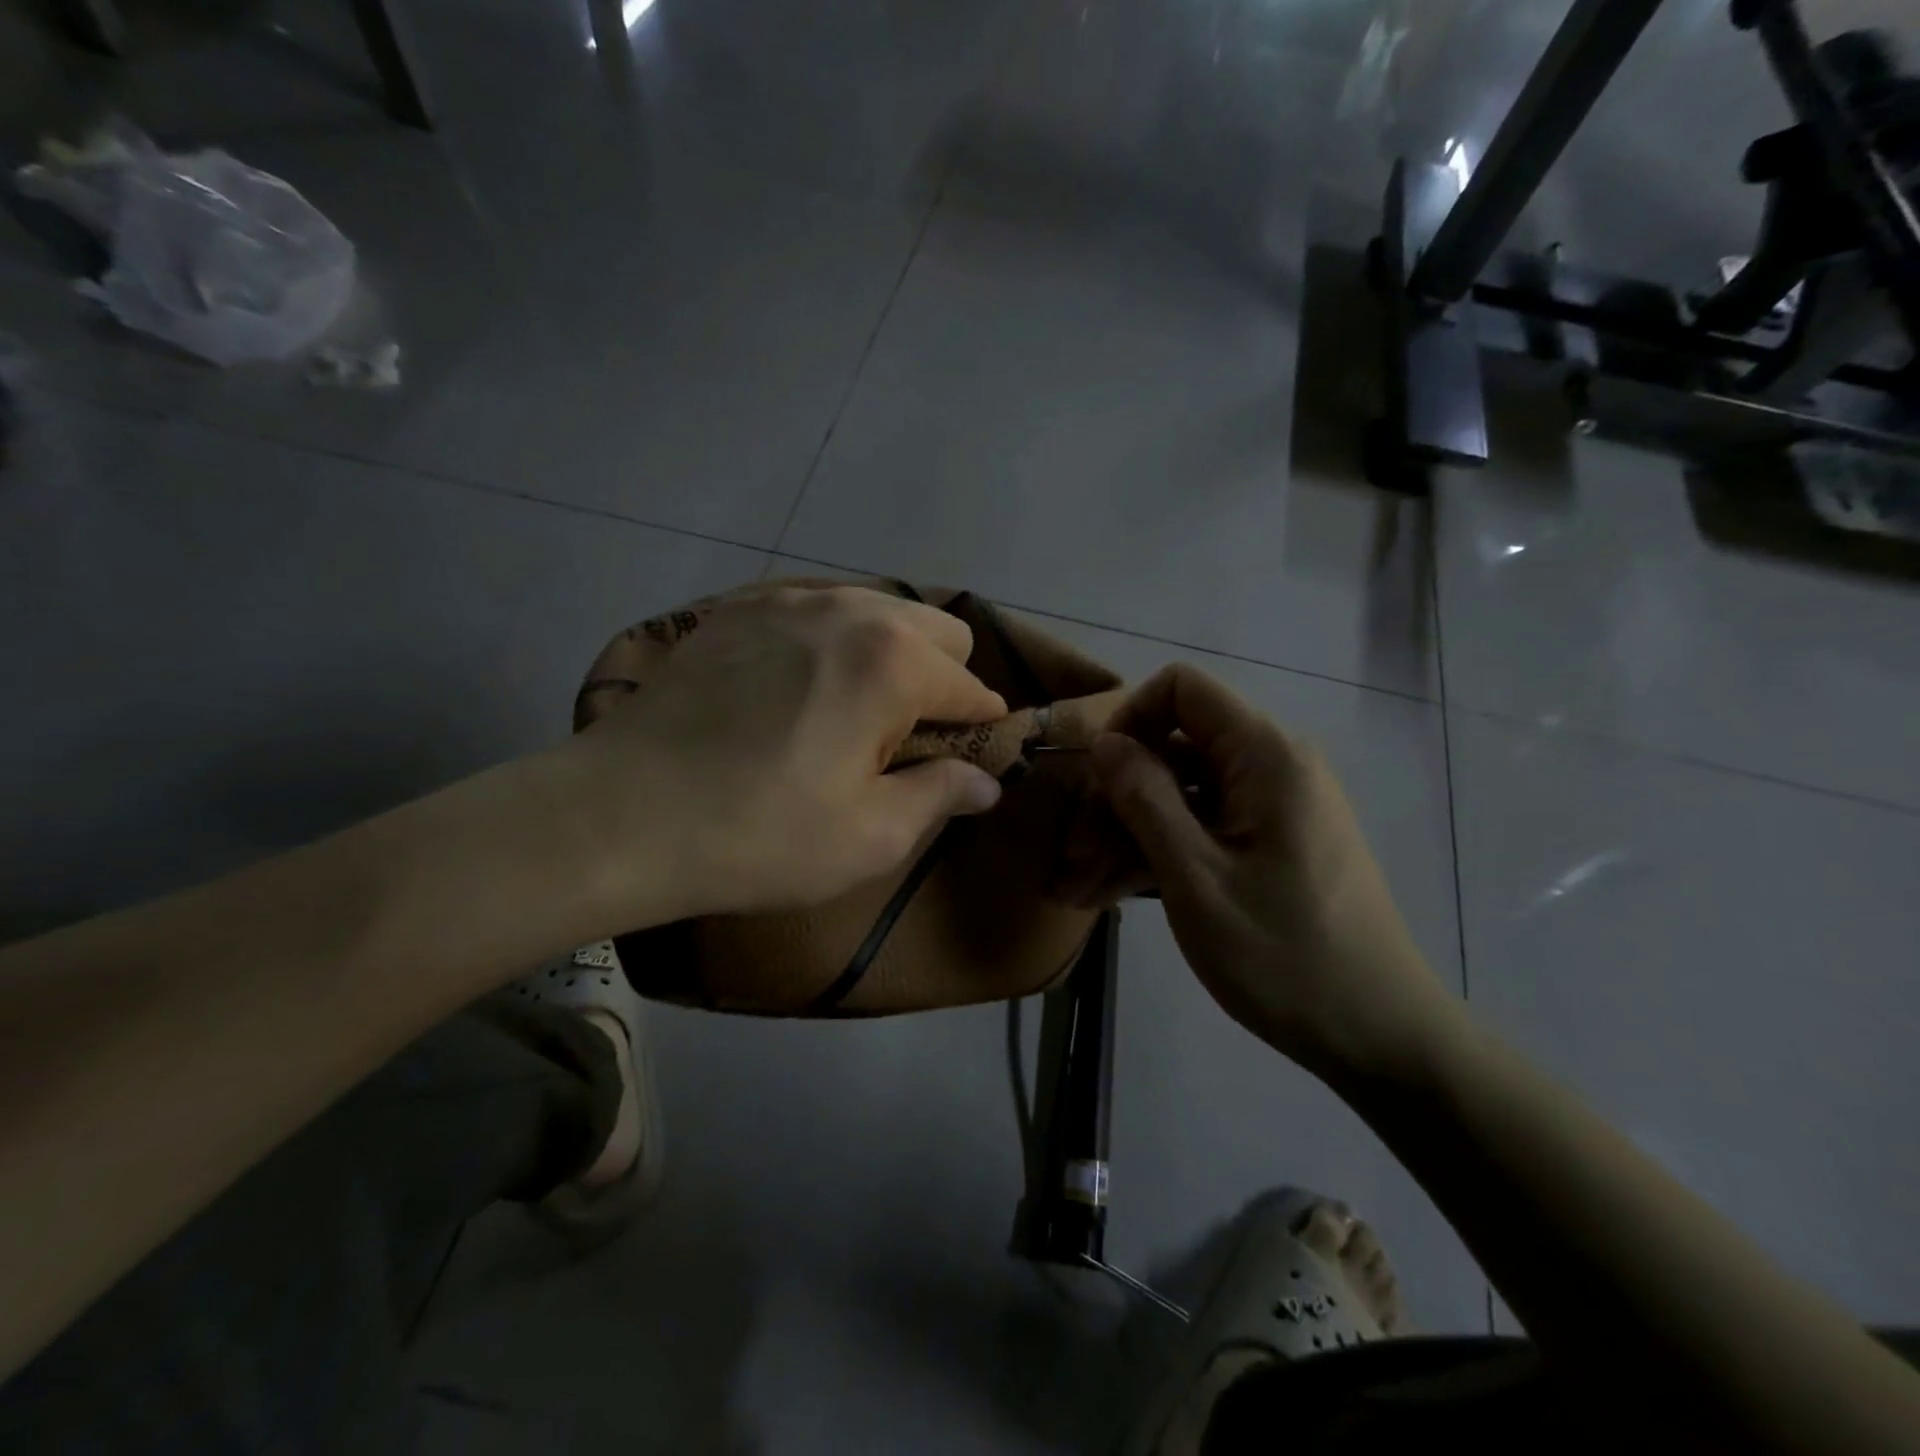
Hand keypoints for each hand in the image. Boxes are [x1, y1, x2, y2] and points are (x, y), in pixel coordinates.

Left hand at [563, 585, 1007, 926]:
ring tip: (848, 712)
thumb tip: (985, 782)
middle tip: (897, 740)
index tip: (956, 765)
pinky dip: (830, 642)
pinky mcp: (738, 607)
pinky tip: (794, 688)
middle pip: (938, 630)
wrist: (618, 815)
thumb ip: (941, 795)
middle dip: (940, 681)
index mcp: (893, 662)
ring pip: (879, 610)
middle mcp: (850, 609)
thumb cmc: (759, 835)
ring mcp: (788, 598)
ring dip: (888, 656)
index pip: (973, 688)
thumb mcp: (870, 836)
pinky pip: (817, 608)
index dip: (976, 732)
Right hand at [1089, 663, 1462, 1082]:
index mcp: (1266, 755)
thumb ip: (1145, 799)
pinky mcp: (1269, 844)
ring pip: (1180, 797)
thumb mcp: (1196, 878)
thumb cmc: (1284, 956)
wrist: (1379, 1037)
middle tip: (1069, 858)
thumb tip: (1105, 742)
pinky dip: (1157, 855)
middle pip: (1173, 750)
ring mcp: (1271, 808)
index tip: (1097, 776)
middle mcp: (1272, 767)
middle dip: (1115, 798)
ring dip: (1124, 836)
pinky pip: (1202, 830)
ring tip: (1075, 889)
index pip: (1183, 688)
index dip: (1130, 718)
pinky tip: (1108, 896)